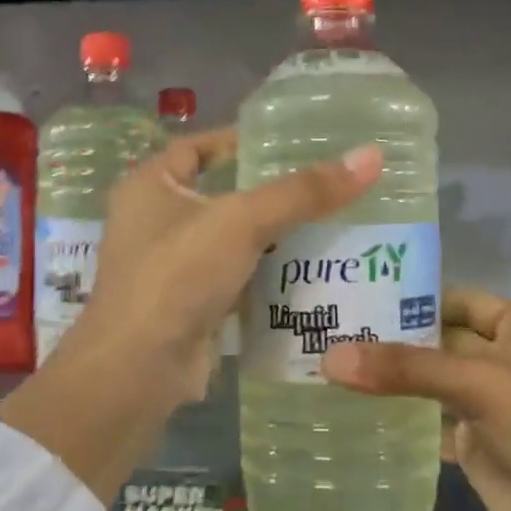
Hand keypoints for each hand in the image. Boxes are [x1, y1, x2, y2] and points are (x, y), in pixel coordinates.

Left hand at [0, 129, 382, 500]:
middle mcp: (153, 222)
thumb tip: (371, 156)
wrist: (140, 369)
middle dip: (268, 194)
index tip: (289, 141)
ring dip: (270, 238)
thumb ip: (303, 192)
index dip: (239, 140)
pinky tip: (308, 274)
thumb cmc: (178, 275)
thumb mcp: (242, 222)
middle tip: (323, 186)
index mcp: (149, 186)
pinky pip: (233, 281)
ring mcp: (168, 269)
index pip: (197, 147)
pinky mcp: (187, 306)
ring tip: (329, 226)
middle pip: (219, 196)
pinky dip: (263, 277)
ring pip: (229, 243)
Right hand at [320, 288, 510, 510]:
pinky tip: (356, 408)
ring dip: (393, 377)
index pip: (461, 300)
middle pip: (441, 340)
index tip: (362, 295)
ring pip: (431, 380)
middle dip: (395, 338)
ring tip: (332, 364)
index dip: (417, 296)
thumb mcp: (478, 382)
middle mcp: (503, 358)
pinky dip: (400, 414)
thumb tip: (330, 357)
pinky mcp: (472, 439)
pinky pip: (428, 417)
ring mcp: (487, 401)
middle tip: (334, 330)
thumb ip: (406, 367)